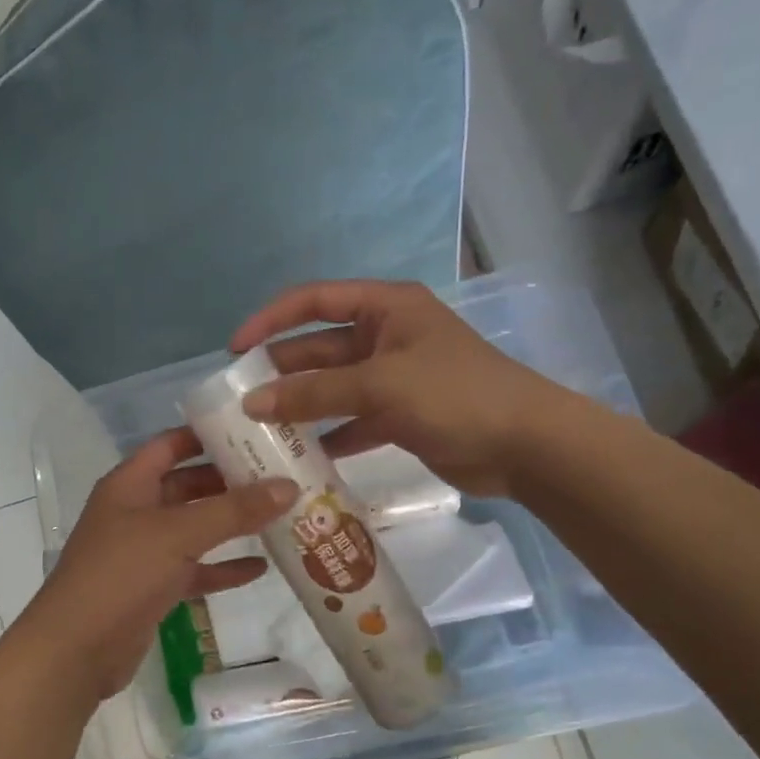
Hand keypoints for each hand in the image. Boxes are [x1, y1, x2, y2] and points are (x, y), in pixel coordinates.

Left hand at [21, 429, 297, 699]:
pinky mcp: (152, 588)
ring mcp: (143, 552)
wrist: (76, 649)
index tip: (253, 430)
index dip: (207, 435)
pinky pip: (194, 569)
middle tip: (279, 475)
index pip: (171, 445)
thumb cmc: (121, 574)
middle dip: (229, 481)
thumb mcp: (179, 534)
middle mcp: (136, 511)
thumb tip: (288, 486)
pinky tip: (261, 567)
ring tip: (280, 516)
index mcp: (130, 484)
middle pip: (187, 486)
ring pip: (194, 529)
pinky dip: (223, 568)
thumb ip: (233, 511)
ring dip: (231, 525)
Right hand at [229, 280, 575, 498]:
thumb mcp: (380, 385)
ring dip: (300, 407)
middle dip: (280, 372)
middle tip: (239, 401)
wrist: (524, 445)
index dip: (271, 320)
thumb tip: (253, 402)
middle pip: (318, 348)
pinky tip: (301, 457)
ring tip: (260, 431)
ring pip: (332, 388)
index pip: (313, 301)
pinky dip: (328, 436)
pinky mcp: (399, 415)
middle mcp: (385, 336)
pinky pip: (350, 420)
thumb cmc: (454, 395)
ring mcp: (392, 378)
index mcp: (385, 307)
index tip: (235, 350)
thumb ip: (314, 393)